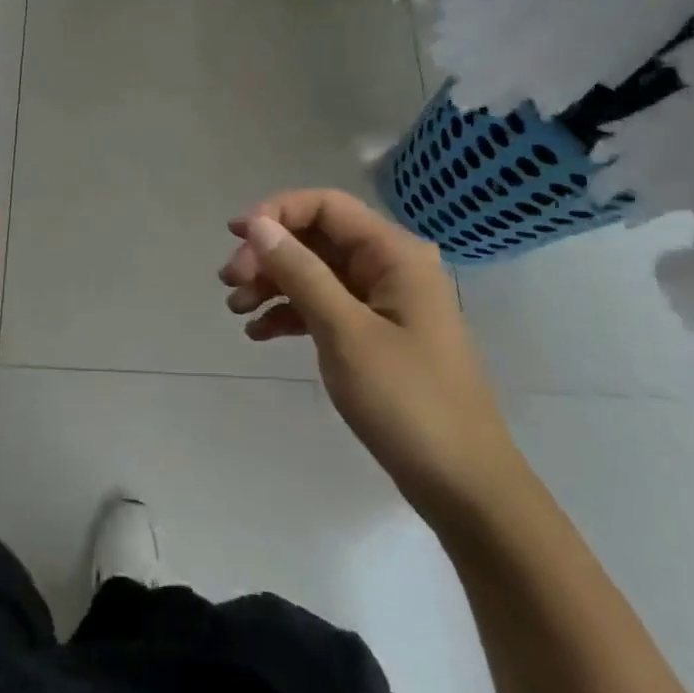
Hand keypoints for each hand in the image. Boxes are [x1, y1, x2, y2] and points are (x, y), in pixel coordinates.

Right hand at [221, 189, 527, 529]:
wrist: (463, 486)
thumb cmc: (407, 401)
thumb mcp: (345, 332)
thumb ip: (300, 272)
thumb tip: (258, 225)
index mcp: (394, 254)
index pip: (325, 206)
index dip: (276, 212)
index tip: (235, 236)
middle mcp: (390, 267)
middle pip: (316, 238)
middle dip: (269, 255)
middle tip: (230, 284)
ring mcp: (383, 302)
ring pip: (315, 272)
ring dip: (273, 284)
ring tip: (236, 310)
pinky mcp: (375, 333)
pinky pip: (324, 306)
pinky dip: (290, 313)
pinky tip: (259, 333)